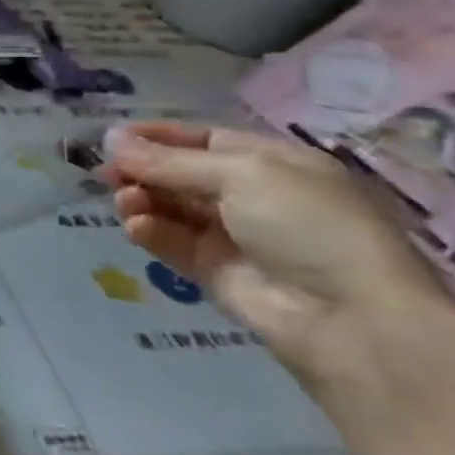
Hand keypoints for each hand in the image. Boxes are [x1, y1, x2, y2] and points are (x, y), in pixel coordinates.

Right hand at [103, 122, 445, 367]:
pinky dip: (149, 232)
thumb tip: (111, 138)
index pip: (203, 140)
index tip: (113, 138)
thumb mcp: (241, 175)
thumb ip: (170, 161)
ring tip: (124, 202)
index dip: (158, 136)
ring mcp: (232, 236)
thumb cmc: (308, 225)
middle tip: (105, 172)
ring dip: (141, 199)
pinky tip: (136, 227)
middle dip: (142, 170)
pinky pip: (171, 243)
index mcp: (272, 163)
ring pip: (170, 208)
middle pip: (180, 174)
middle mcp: (252, 196)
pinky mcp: (213, 271)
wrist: (350, 318)